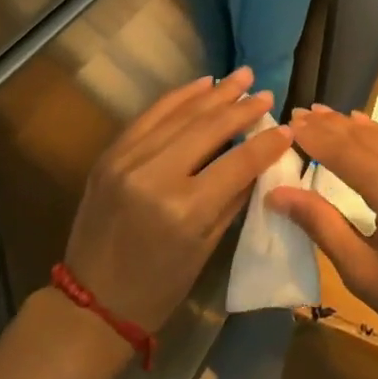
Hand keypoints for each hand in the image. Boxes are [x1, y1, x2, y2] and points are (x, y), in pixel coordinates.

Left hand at [63, 68, 291, 332]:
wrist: (90, 302)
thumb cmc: (158, 287)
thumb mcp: (206, 248)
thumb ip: (233, 197)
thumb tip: (260, 159)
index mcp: (185, 210)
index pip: (237, 163)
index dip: (265, 143)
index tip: (286, 128)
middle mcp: (156, 176)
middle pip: (209, 129)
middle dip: (242, 108)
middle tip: (266, 93)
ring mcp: (128, 160)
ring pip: (181, 114)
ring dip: (215, 93)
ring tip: (242, 76)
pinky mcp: (110, 153)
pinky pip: (150, 115)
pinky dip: (179, 97)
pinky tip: (202, 84)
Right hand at [266, 105, 377, 375]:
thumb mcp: (364, 273)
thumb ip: (320, 225)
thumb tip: (278, 193)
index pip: (345, 151)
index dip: (315, 136)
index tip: (289, 122)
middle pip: (368, 137)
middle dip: (333, 125)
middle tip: (302, 113)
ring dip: (358, 128)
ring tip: (328, 116)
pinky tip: (370, 131)